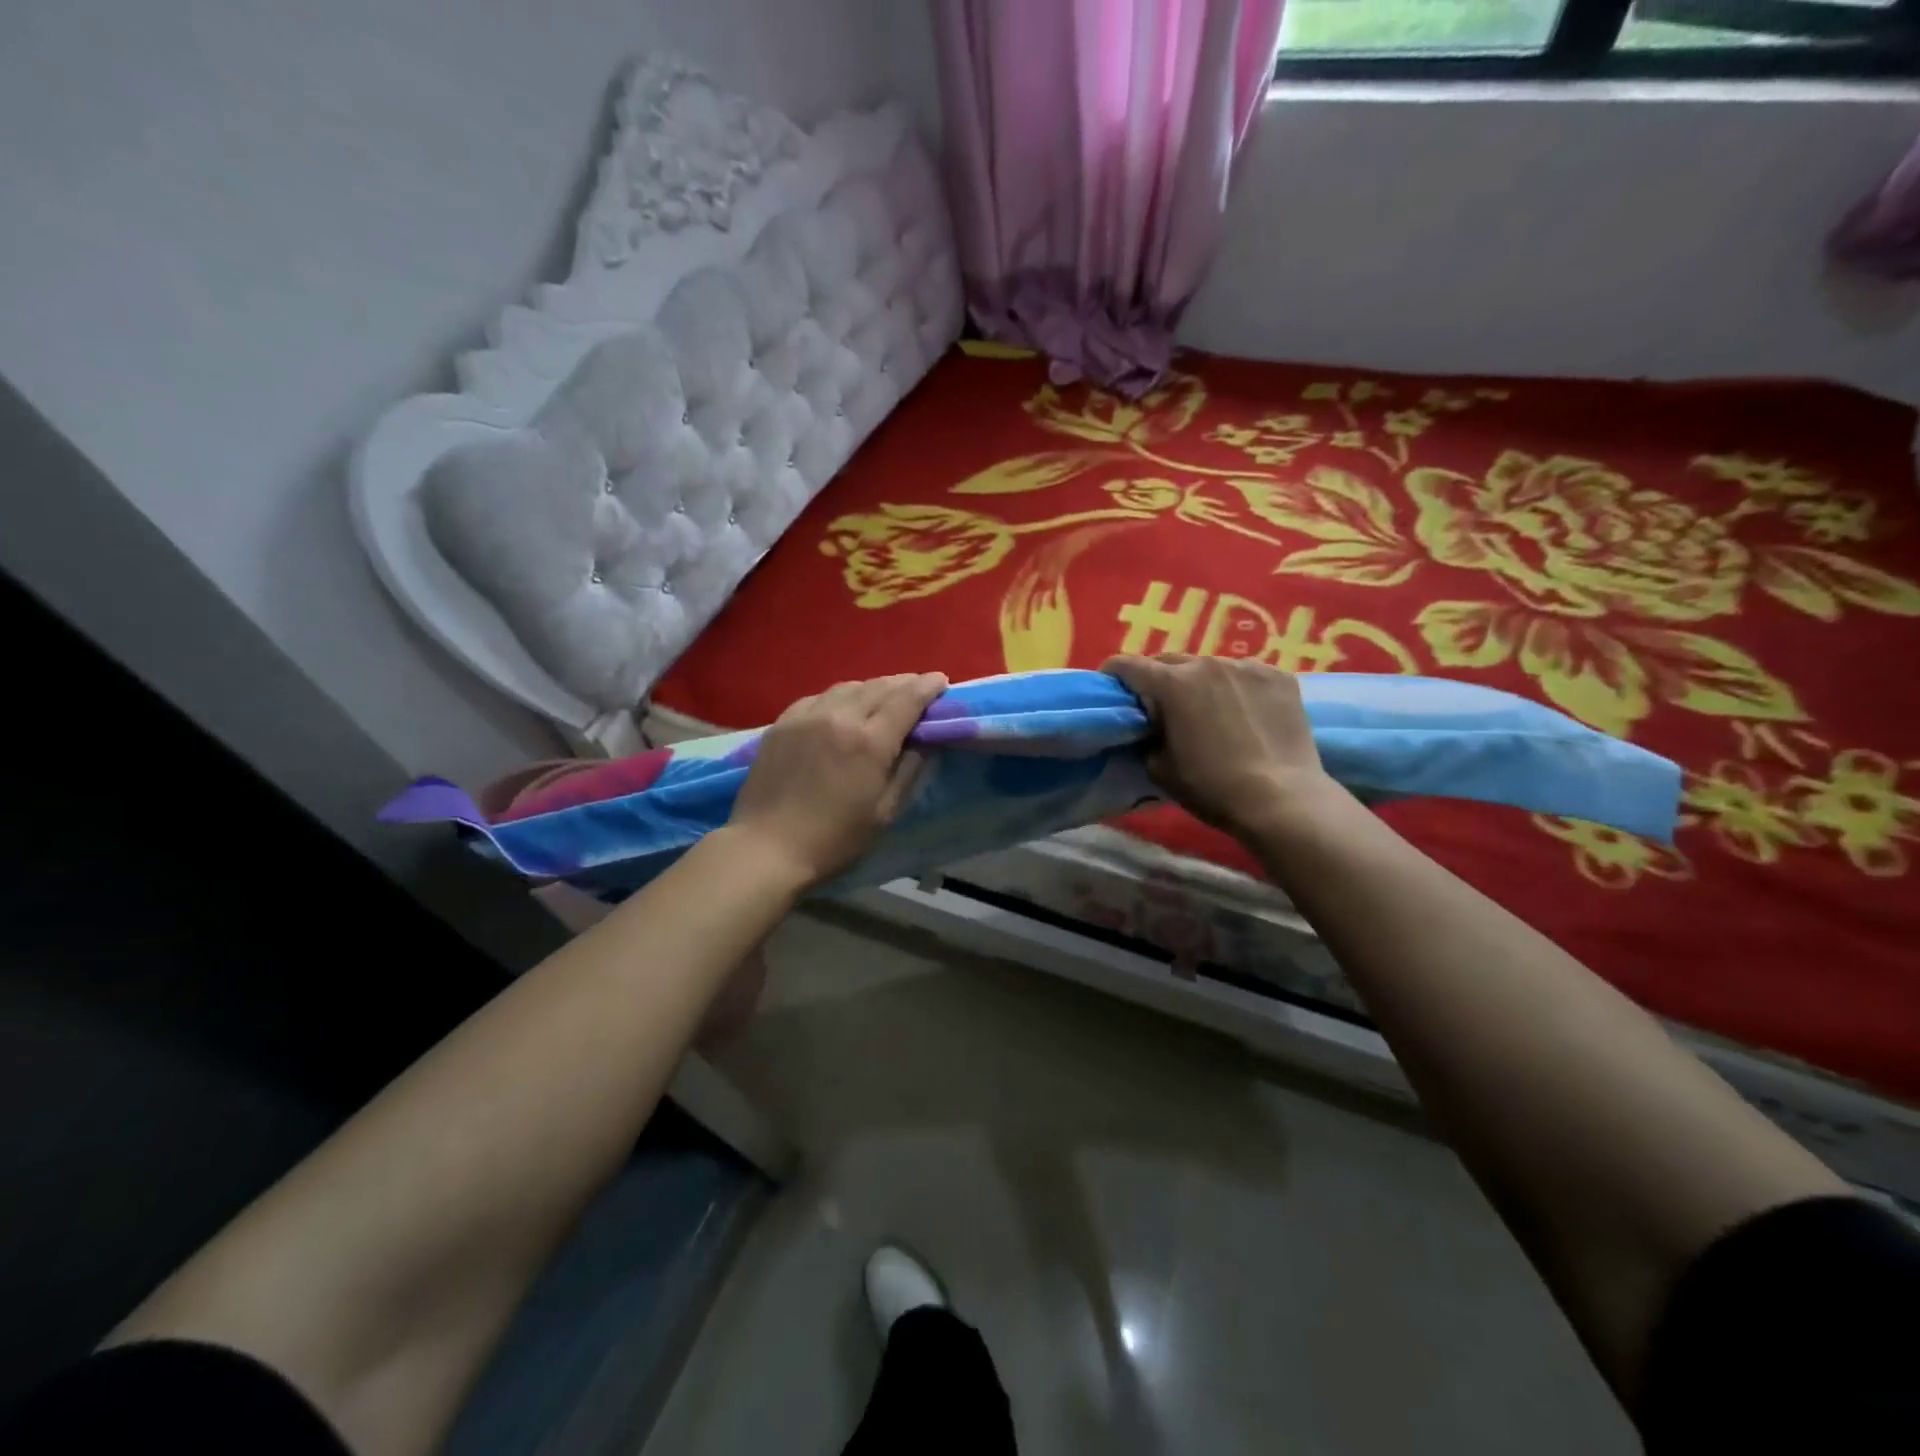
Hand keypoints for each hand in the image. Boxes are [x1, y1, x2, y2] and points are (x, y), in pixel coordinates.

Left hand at [726, 673, 947, 889]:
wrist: (766, 848)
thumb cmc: (834, 840)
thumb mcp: (884, 813)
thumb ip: (908, 772)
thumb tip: (923, 743)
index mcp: (869, 741)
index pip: (907, 699)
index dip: (927, 686)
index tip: (941, 680)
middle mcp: (839, 717)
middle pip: (878, 687)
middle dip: (903, 683)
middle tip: (918, 688)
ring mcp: (806, 717)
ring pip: (847, 687)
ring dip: (872, 687)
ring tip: (883, 695)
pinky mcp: (781, 724)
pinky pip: (818, 698)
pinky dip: (839, 696)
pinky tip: (842, 706)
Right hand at [1103, 654, 1337, 837]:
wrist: (1282, 799)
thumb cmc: (1212, 787)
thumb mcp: (1160, 769)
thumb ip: (1147, 739)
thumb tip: (1151, 729)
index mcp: (1172, 684)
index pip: (1128, 665)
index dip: (1113, 674)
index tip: (1112, 687)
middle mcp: (1207, 663)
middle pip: (1170, 660)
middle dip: (1158, 678)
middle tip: (1160, 704)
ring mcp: (1247, 667)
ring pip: (1210, 666)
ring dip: (1200, 682)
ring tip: (1208, 709)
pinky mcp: (1279, 677)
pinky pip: (1245, 674)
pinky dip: (1236, 688)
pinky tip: (1244, 713)